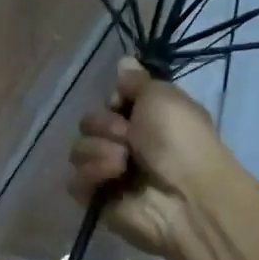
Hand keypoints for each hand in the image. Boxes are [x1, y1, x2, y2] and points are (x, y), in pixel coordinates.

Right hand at [68, 57, 232, 259]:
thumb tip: (124, 61)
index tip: (123, 104)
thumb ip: (137, 81)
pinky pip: (74, 180)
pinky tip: (113, 177)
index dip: (113, 101)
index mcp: (146, 119)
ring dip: (100, 151)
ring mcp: (110, 172)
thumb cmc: (179, 140)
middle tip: (128, 137)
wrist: (184, 196)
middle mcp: (126, 144)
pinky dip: (92, 175)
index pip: (109, 101)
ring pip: (78, 149)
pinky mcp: (96, 198)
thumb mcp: (163, 97)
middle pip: (89, 123)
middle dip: (104, 126)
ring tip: (124, 163)